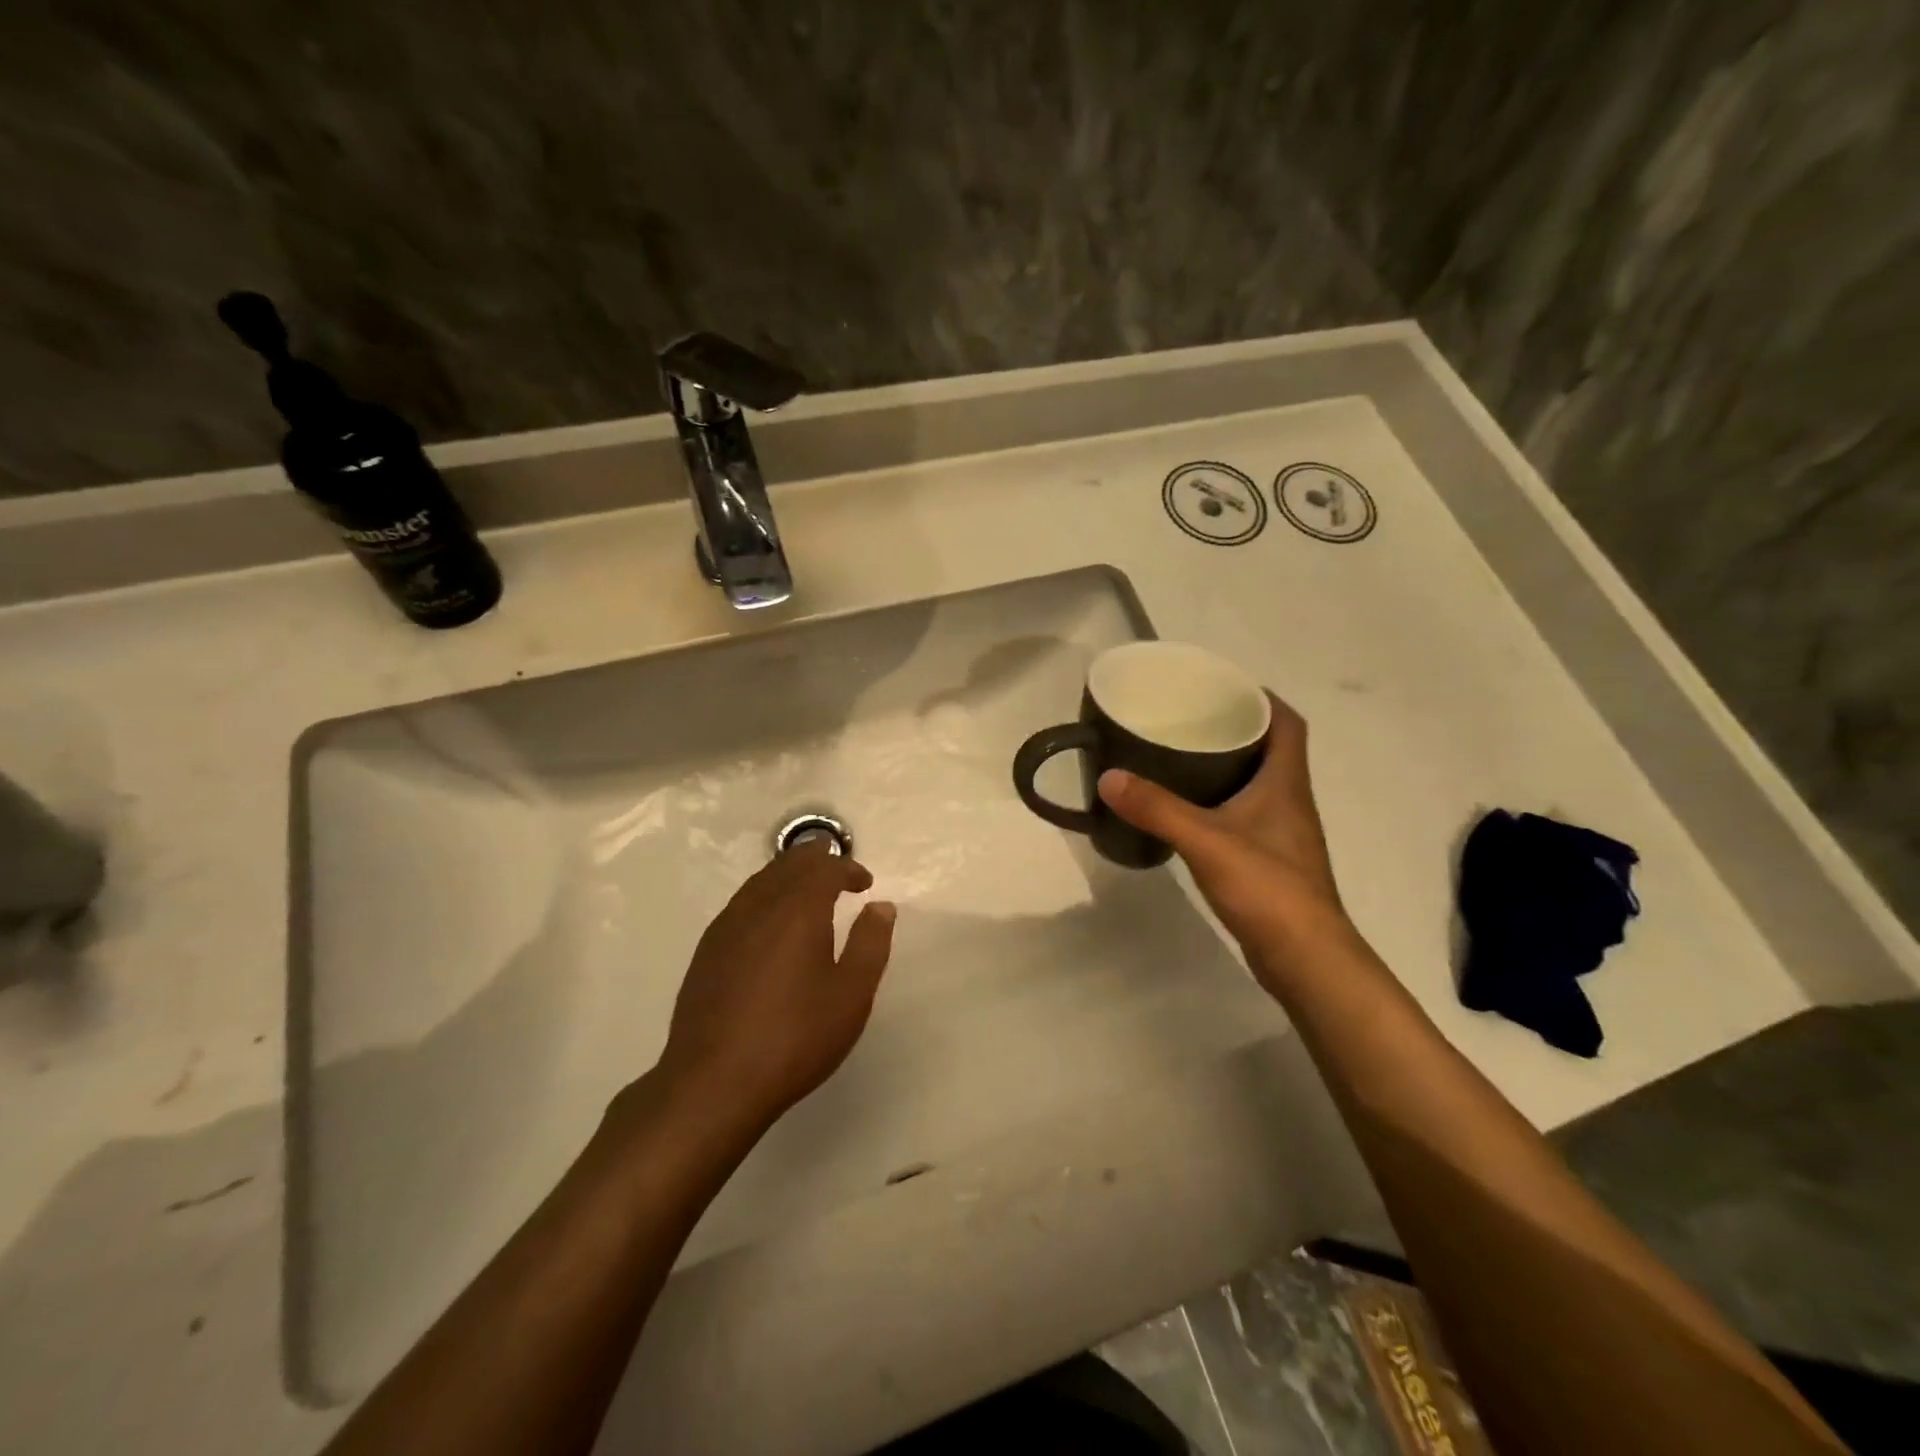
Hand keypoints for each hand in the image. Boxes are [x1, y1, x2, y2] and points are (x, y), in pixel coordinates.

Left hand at [654, 842, 896, 1131]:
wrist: (714, 1082)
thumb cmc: (795, 1037)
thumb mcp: (851, 994)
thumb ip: (871, 943)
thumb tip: (881, 906)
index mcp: (798, 909)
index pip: (825, 868)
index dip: (849, 868)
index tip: (865, 884)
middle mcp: (759, 905)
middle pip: (789, 863)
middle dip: (818, 860)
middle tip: (839, 874)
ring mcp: (727, 925)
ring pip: (762, 880)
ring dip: (790, 876)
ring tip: (810, 895)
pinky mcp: (708, 949)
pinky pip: (743, 903)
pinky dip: (766, 896)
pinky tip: (773, 926)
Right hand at [1097, 692, 1352, 977]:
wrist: (1306, 959)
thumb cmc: (1268, 889)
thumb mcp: (1206, 842)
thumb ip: (1157, 809)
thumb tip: (1108, 777)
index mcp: (1285, 783)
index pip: (1287, 723)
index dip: (1262, 698)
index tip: (1222, 686)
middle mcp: (1289, 801)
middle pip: (1269, 749)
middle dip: (1234, 728)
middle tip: (1187, 719)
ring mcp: (1281, 834)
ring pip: (1256, 784)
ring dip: (1225, 766)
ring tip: (1178, 758)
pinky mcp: (1269, 862)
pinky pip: (1244, 815)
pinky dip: (1219, 803)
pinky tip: (1187, 812)